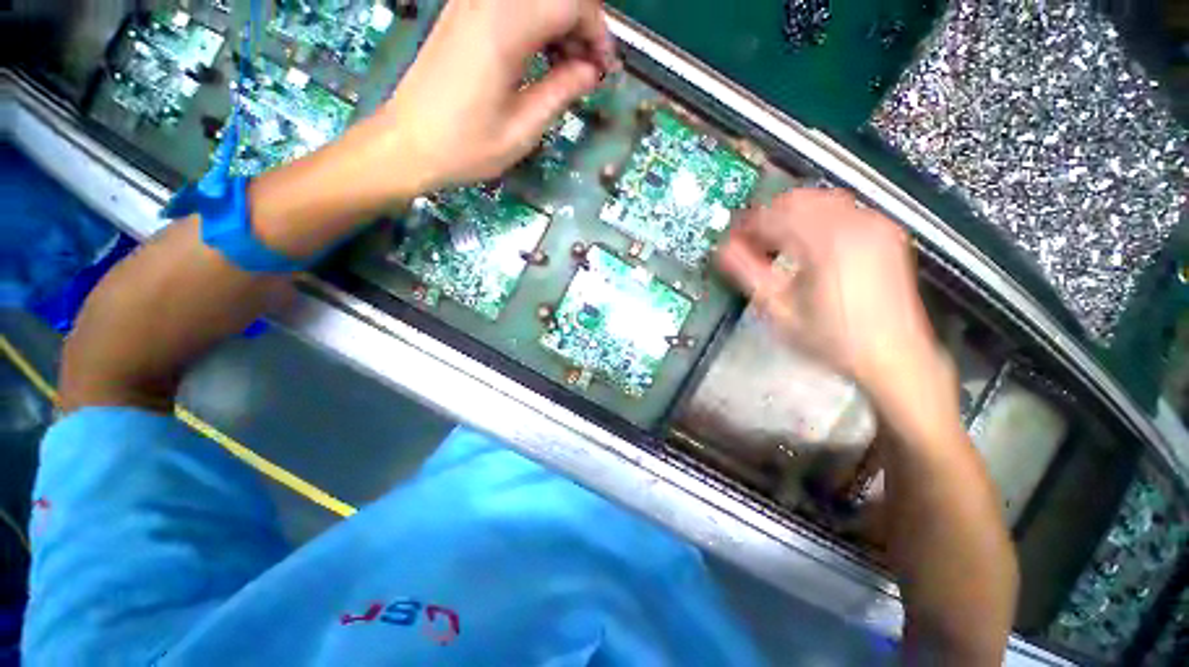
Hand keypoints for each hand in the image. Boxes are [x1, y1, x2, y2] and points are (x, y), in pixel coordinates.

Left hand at [352, 0, 617, 197]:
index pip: (570, 2)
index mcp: (504, 28)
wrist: (408, 144)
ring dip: (560, 25)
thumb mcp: (522, 129)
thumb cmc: (466, 147)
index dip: (598, 31)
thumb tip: (592, 71)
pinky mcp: (463, 13)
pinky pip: (513, 4)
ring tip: (566, 70)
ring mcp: (471, 3)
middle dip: (582, 25)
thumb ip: (561, 91)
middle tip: (587, 71)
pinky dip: (537, 24)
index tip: (605, 69)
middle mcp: (487, 2)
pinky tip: (540, 58)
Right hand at [716, 189, 943, 397]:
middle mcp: (854, 222)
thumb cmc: (830, 337)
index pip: (773, 215)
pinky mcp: (886, 231)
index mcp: (825, 241)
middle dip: (767, 216)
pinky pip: (842, 209)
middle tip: (750, 241)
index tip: (731, 239)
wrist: (892, 355)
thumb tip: (722, 248)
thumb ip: (747, 273)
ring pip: (819, 199)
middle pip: (796, 199)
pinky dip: (815, 218)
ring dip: (790, 215)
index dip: (745, 225)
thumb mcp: (778, 309)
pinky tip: (807, 243)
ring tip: (775, 242)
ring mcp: (875, 223)